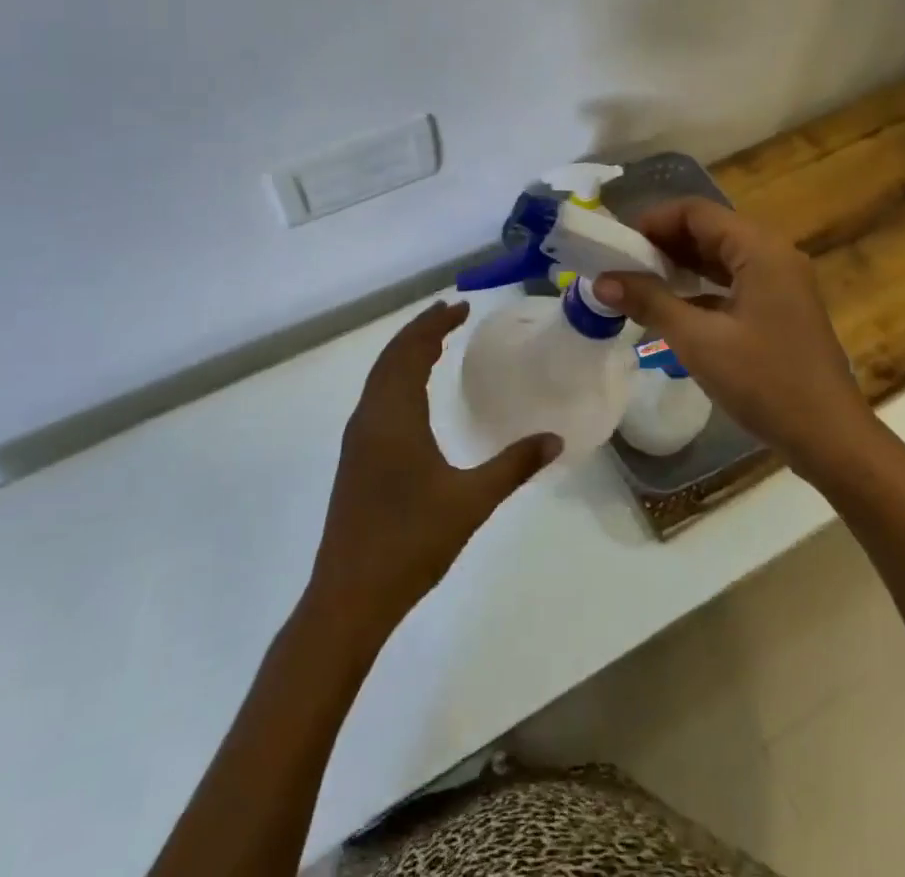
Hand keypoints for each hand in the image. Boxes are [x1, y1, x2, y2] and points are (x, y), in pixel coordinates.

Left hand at [309, 301, 558, 633]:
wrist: (348, 598)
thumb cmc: (410, 543)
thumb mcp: (471, 502)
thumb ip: (514, 466)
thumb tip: (556, 439)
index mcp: (393, 417)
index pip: (411, 351)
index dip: (434, 325)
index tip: (461, 307)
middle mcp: (369, 418)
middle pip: (391, 358)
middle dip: (420, 331)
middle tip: (450, 314)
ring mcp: (357, 440)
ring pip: (380, 378)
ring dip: (406, 353)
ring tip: (436, 344)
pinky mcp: (355, 460)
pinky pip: (376, 398)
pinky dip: (397, 378)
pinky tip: (415, 396)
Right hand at [593, 199, 872, 482]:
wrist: (829, 437)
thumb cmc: (765, 382)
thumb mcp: (699, 340)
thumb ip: (650, 301)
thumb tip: (601, 280)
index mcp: (760, 249)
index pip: (697, 212)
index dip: (653, 221)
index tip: (617, 245)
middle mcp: (773, 254)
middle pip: (709, 230)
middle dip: (663, 243)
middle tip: (621, 266)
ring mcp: (781, 282)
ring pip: (721, 256)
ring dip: (680, 265)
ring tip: (638, 284)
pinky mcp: (780, 307)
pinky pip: (733, 281)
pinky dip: (701, 287)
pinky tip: (673, 308)